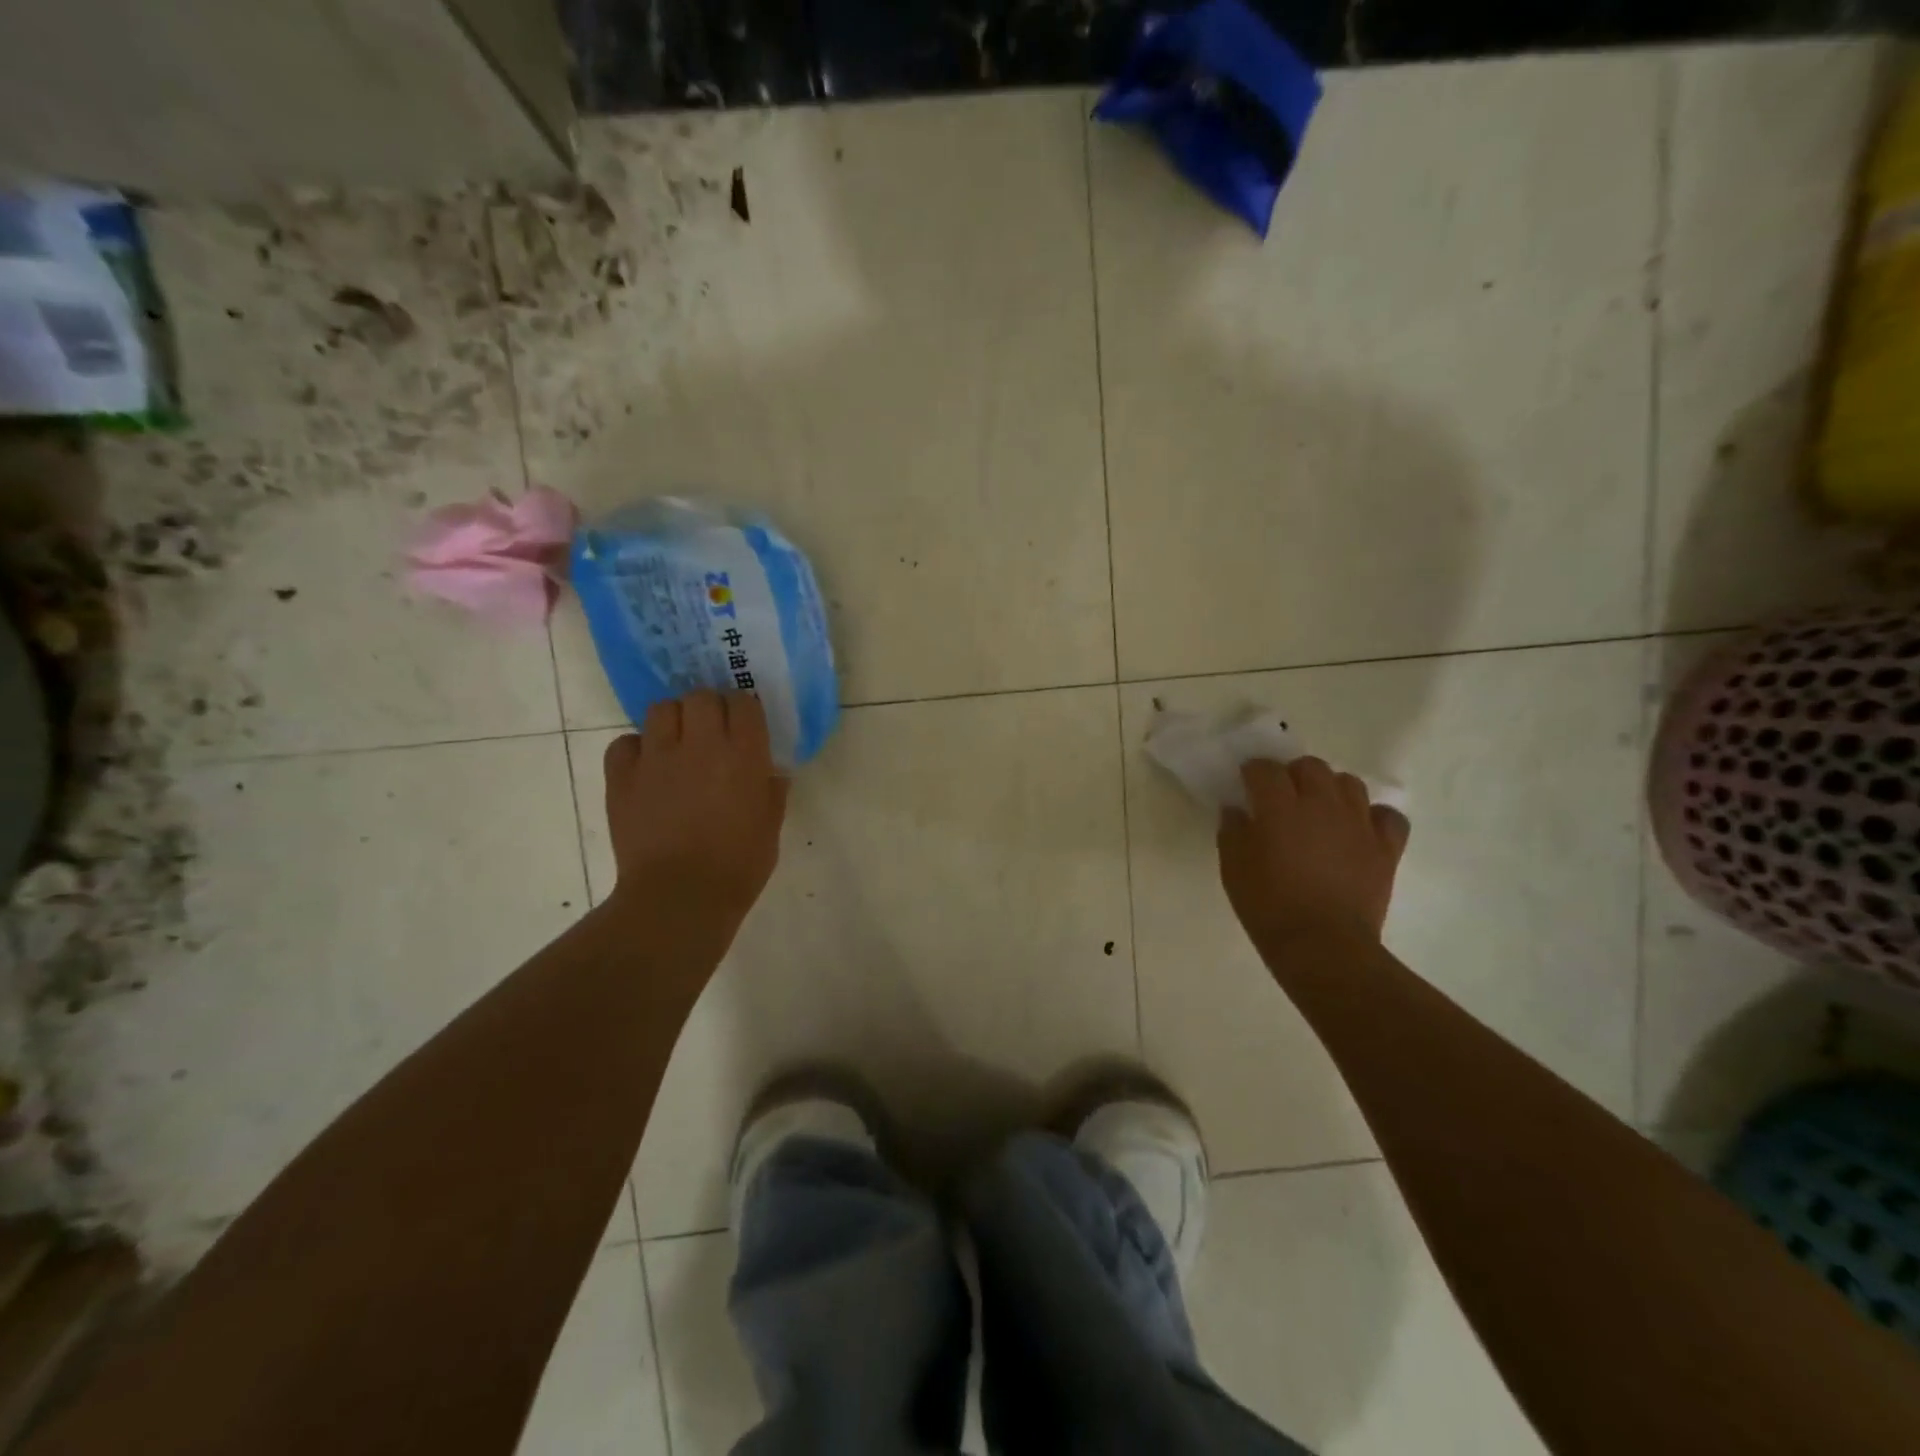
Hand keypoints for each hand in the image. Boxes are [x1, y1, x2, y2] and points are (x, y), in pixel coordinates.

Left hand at [602, 691, 788, 932]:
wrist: (680, 898)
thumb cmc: (738, 866)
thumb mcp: (771, 826)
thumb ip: (772, 791)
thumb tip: (770, 772)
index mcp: (744, 754)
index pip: (743, 703)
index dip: (744, 710)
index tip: (744, 725)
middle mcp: (701, 744)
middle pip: (701, 696)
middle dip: (708, 708)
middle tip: (711, 732)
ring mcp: (657, 758)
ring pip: (661, 709)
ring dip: (673, 721)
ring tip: (676, 744)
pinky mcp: (622, 777)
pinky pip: (625, 742)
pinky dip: (636, 749)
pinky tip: (646, 769)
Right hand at [1218, 757, 1409, 953]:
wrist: (1323, 946)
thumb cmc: (1268, 907)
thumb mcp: (1233, 869)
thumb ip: (1232, 831)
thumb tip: (1237, 810)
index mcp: (1280, 807)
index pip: (1265, 769)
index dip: (1253, 772)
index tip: (1246, 783)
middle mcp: (1321, 804)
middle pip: (1310, 766)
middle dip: (1293, 774)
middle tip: (1282, 797)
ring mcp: (1358, 824)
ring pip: (1349, 783)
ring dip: (1331, 789)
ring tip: (1320, 810)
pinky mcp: (1386, 847)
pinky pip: (1388, 816)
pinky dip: (1374, 816)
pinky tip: (1359, 829)